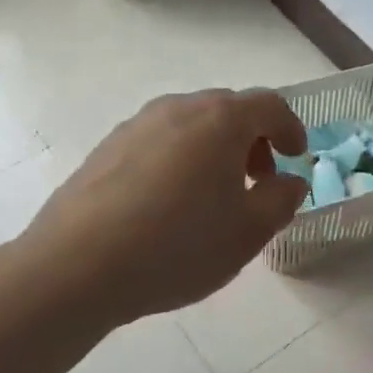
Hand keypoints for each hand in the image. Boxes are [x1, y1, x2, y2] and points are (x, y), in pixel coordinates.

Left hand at [21, 89, 308, 322]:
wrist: (76, 266)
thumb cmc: (178, 246)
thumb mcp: (248, 233)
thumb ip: (281, 200)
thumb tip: (289, 181)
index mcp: (220, 120)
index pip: (268, 105)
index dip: (291, 128)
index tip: (296, 158)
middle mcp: (177, 109)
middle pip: (228, 110)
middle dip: (252, 140)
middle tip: (258, 181)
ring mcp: (136, 126)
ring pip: (190, 125)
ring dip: (214, 150)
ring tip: (214, 197)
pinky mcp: (106, 149)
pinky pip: (158, 142)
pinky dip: (179, 160)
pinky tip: (170, 205)